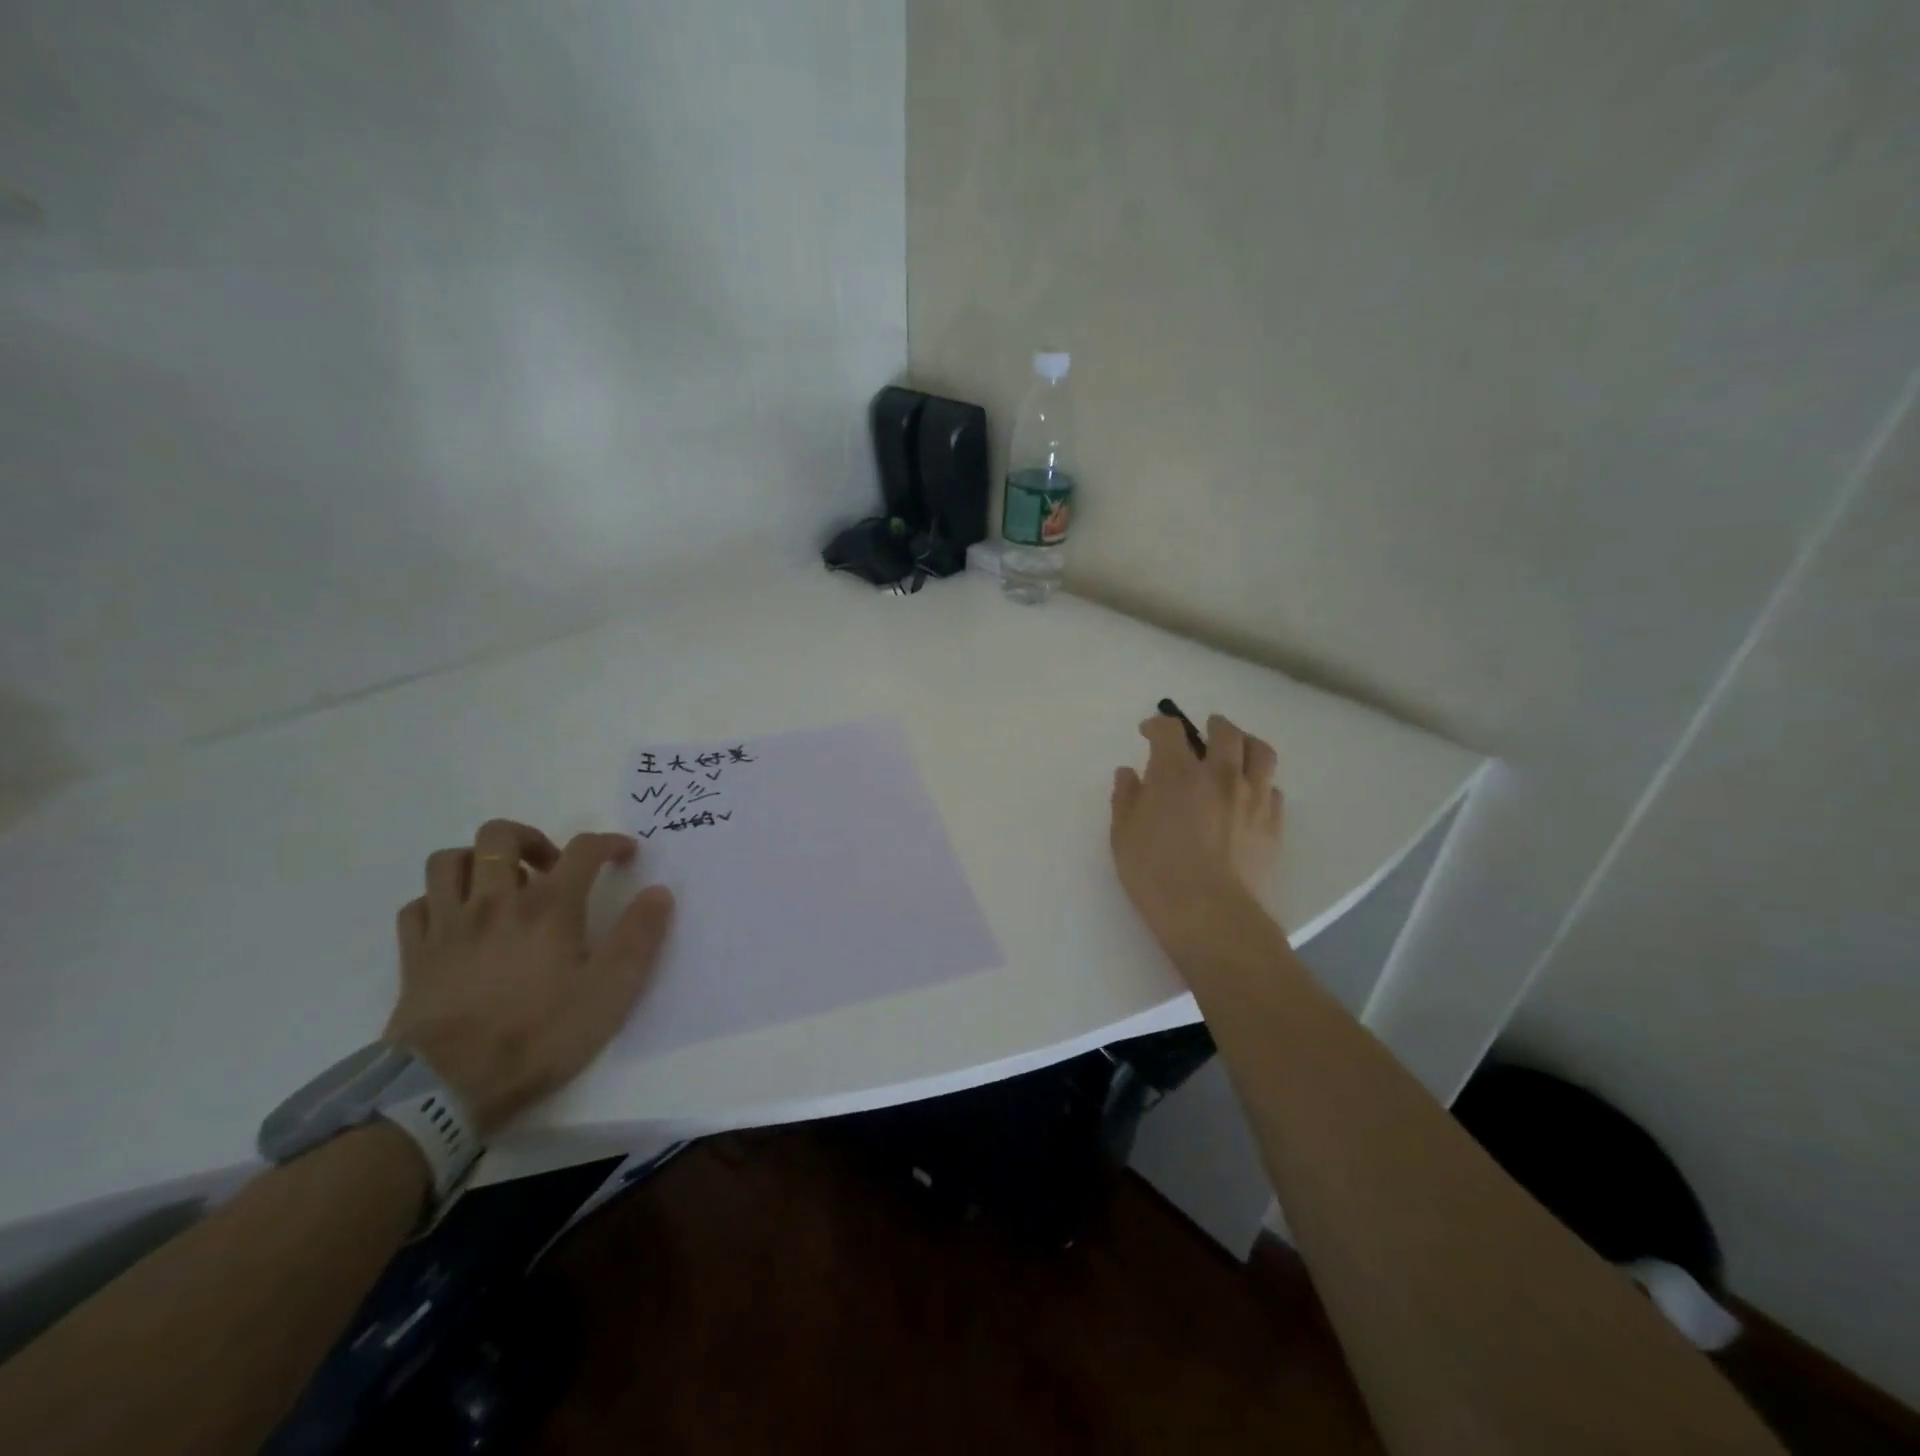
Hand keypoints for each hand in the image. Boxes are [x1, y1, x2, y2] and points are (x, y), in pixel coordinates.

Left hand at [386, 820, 674, 1136]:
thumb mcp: (610, 991)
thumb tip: (659, 892)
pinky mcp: (414, 955)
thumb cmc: (539, 1035)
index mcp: (548, 906)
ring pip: (448, 861)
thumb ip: (639, 936)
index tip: (625, 853)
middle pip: (500, 836)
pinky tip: (457, 920)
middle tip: (552, 866)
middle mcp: (495, 902)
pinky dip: (438, 901)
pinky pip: (417, 905)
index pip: (583, 849)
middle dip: (531, 838)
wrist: (446, 1088)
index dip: (609, 843)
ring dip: (476, 860)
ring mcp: (448, 926)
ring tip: (500, 885)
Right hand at [1110, 713, 1282, 949]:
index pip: (1169, 731)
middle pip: (1225, 731)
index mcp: (1177, 773)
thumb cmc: (1156, 875)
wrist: (1211, 914)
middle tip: (1203, 730)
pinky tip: (1251, 793)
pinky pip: (1274, 788)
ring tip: (1238, 749)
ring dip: (1246, 742)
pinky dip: (1261, 782)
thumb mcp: (1124, 836)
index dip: (1157, 725)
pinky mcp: (1273, 822)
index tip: (1148, 732)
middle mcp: (1220, 775)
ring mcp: (1252, 797)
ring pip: (1260, 752)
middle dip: (1212, 724)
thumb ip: (1126, 798)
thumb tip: (1129, 773)